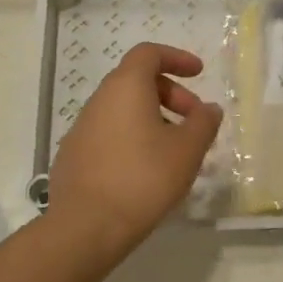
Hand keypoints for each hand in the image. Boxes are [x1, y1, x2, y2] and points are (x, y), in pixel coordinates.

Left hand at [48, 43, 221, 255]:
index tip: (199, 73)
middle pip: (137, 81)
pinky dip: (132, 138)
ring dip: (152, 118)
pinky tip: (145, 171)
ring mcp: (81, 128)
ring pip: (122, 109)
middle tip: (194, 121)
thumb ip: (203, 123)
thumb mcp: (187, 150)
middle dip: (171, 94)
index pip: (149, 53)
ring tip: (174, 151)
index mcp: (125, 88)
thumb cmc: (143, 179)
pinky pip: (109, 133)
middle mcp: (99, 100)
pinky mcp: (73, 155)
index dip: (176, 58)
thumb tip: (209, 109)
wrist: (85, 227)